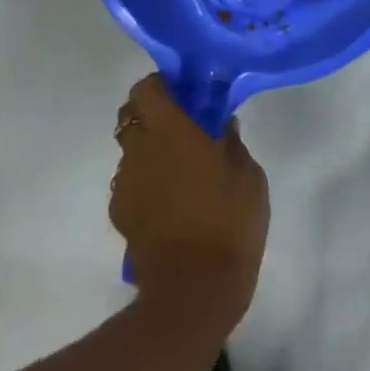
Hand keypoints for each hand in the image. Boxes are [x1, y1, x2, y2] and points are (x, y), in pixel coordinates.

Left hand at [110, 74, 268, 328]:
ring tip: (183, 168)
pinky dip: (148, 179)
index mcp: (171, 131)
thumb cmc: (230, 220)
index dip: (162, 84)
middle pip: (131, 115)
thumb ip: (231, 141)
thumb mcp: (248, 174)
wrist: (194, 286)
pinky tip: (173, 200)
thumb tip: (220, 122)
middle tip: (185, 125)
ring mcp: (126, 182)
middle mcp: (140, 150)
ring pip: (131, 149)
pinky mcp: (121, 211)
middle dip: (153, 112)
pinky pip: (132, 181)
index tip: (186, 91)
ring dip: (151, 148)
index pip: (147, 89)